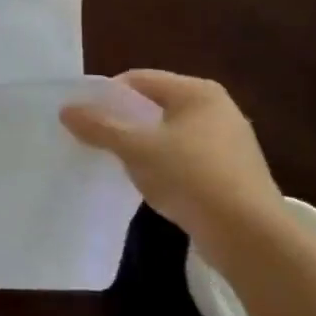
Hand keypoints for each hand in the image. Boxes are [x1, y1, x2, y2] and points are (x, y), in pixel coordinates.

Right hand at [60, 70, 283, 249]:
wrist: (249, 236)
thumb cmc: (191, 177)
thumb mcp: (136, 149)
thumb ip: (100, 126)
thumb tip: (66, 109)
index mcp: (197, 92)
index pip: (138, 79)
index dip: (106, 95)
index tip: (83, 117)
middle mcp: (217, 108)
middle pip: (154, 105)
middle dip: (123, 121)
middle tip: (94, 139)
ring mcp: (228, 141)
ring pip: (169, 133)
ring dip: (141, 145)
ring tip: (117, 163)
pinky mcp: (231, 172)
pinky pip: (185, 157)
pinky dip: (163, 165)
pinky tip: (150, 184)